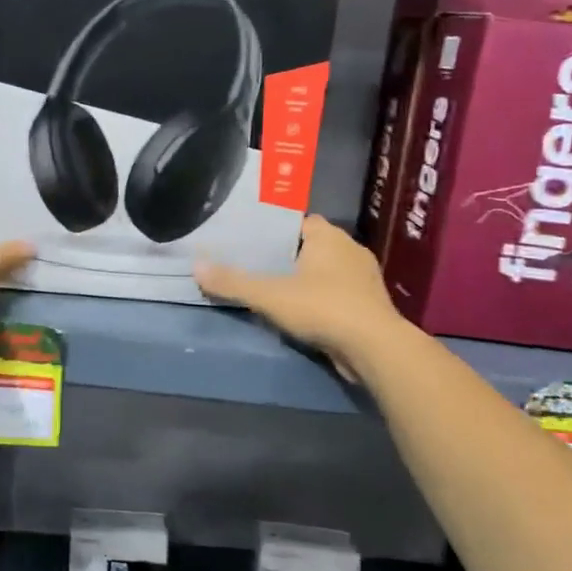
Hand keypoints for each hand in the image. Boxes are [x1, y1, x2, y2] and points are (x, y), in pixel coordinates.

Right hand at [194, 215, 399, 378]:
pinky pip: (338, 295)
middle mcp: (351, 250)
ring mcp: (364, 279)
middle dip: (289, 256)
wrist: (375, 348)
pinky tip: (302, 313)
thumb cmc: (323, 307)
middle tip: (257, 266)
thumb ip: (233, 282)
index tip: (253, 241)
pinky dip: (321, 301)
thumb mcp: (269, 295)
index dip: (276, 230)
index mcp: (329, 236)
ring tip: (275, 290)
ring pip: (327, 272)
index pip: (299, 221)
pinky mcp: (369, 306)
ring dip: (306, 280)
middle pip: (312, 246)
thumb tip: (196, 267)